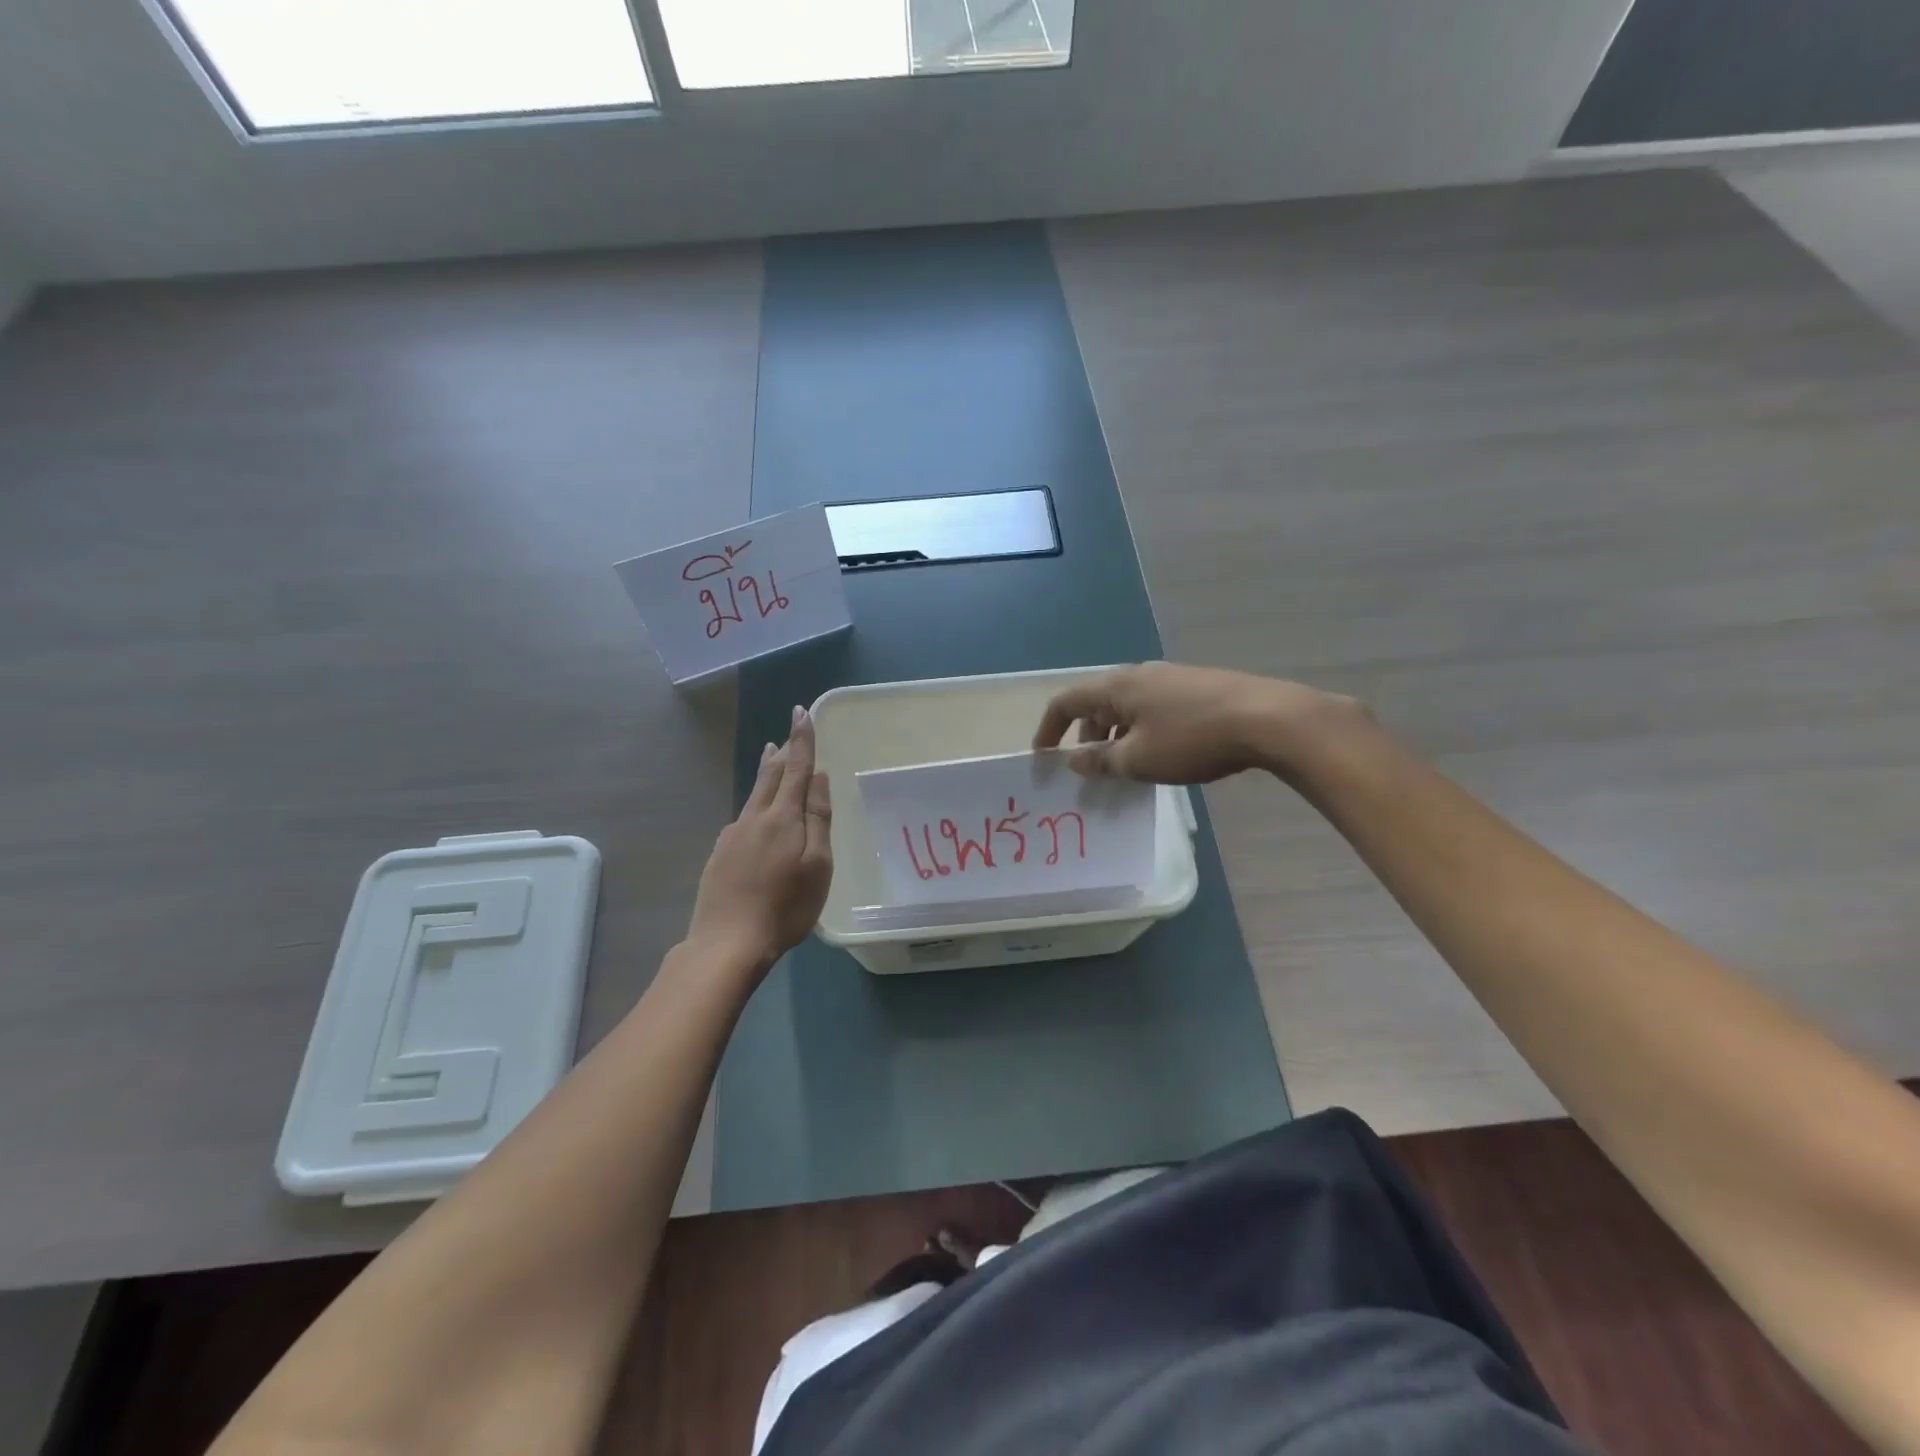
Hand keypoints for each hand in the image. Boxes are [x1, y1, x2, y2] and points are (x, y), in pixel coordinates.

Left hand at [685, 706, 832, 974]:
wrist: (727, 942)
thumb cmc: (785, 906)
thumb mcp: (817, 865)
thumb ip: (818, 819)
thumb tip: (818, 778)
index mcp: (782, 817)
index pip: (797, 768)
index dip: (802, 740)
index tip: (802, 712)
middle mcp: (754, 818)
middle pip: (770, 777)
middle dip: (782, 754)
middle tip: (786, 734)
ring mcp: (732, 836)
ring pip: (754, 796)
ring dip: (766, 774)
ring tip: (772, 758)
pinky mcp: (720, 855)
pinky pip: (743, 819)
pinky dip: (755, 805)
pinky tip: (756, 818)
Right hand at [1033, 662, 1353, 784]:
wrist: (1268, 718)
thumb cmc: (1192, 739)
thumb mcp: (1139, 759)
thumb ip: (1101, 760)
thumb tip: (1075, 759)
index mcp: (1117, 687)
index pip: (1066, 701)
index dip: (1048, 729)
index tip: (1043, 758)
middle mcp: (1139, 674)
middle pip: (1097, 703)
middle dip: (1085, 736)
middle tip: (1090, 769)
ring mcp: (1171, 678)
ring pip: (1127, 707)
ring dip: (1116, 736)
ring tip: (1125, 768)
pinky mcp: (1197, 687)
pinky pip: (1153, 708)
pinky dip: (1142, 731)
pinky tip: (1161, 755)